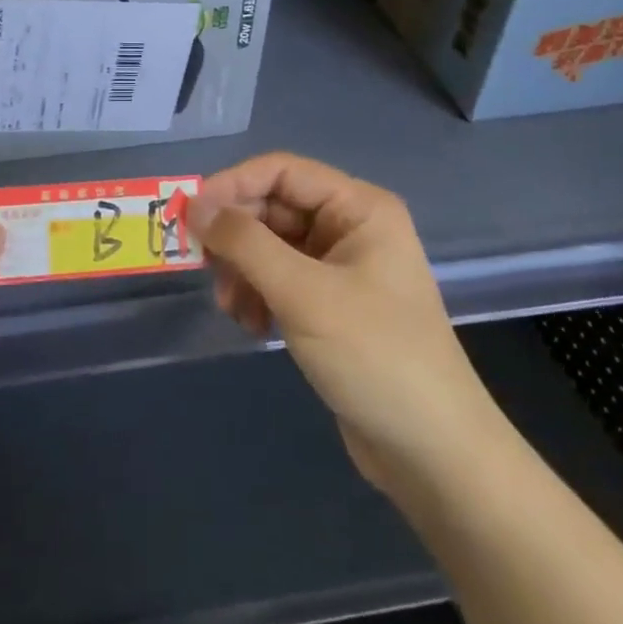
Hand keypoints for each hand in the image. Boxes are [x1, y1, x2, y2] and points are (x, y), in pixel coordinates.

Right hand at [189, 153, 491, 492]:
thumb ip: (245, 243)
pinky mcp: (330, 305)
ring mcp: (341, 267)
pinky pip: (279, 280)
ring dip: (242, 271)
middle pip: (273, 208)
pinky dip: (258, 295)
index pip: (282, 171)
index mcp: (358, 208)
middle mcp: (350, 227)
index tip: (189, 214)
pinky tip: (253, 327)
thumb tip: (194, 205)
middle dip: (236, 237)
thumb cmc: (374, 356)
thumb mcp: (303, 293)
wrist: (432, 452)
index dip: (232, 185)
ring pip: (270, 246)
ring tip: (232, 309)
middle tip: (205, 269)